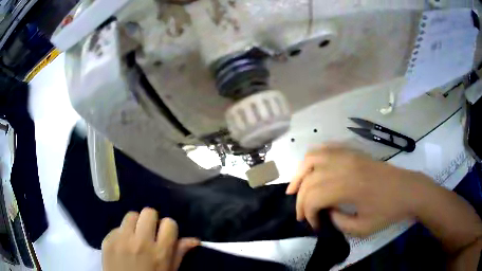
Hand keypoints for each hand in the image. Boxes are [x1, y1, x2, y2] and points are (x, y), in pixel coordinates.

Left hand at [102, 208, 199, 270]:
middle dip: (151, 220)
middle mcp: (141, 242)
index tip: (164, 234)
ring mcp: (122, 240)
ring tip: (134, 235)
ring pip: (131, 215)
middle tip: (149, 232)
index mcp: (160, 252)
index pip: (169, 223)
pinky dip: (122, 233)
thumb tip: (194, 239)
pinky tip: (122, 244)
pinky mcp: (108, 240)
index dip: (168, 228)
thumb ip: (179, 253)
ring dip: (135, 223)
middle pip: (148, 212)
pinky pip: (117, 227)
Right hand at [286, 144, 434, 236]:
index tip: (315, 225)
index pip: (313, 197)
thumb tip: (326, 212)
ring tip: (295, 188)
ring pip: (312, 157)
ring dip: (299, 173)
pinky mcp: (353, 151)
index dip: (308, 213)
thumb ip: (338, 222)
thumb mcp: (363, 228)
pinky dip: (313, 158)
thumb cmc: (388, 210)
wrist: (408, 190)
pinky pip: (326, 148)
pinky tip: (311, 169)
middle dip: (300, 199)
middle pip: (309, 179)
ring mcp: (348, 155)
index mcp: (348, 186)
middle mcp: (344, 166)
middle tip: (302, 214)